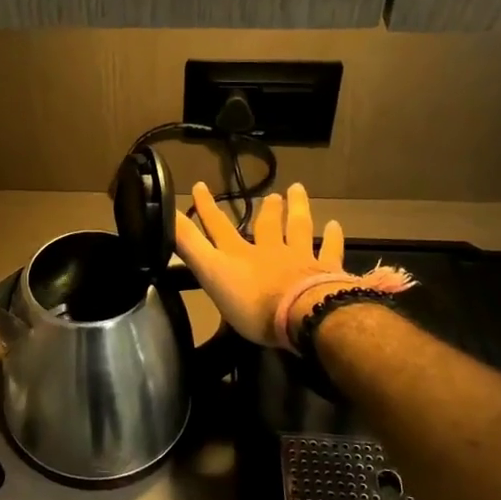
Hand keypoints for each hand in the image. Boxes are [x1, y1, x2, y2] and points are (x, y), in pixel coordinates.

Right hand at [174, 182, 352, 347]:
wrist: (303, 314)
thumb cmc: (252, 302)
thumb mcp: (211, 274)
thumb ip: (190, 246)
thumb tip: (165, 216)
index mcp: (240, 254)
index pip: (218, 227)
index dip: (207, 207)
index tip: (199, 185)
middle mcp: (270, 250)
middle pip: (267, 224)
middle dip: (266, 208)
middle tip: (271, 194)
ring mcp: (300, 258)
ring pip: (299, 228)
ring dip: (297, 209)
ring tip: (297, 191)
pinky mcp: (325, 270)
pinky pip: (329, 250)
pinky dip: (332, 237)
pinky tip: (335, 225)